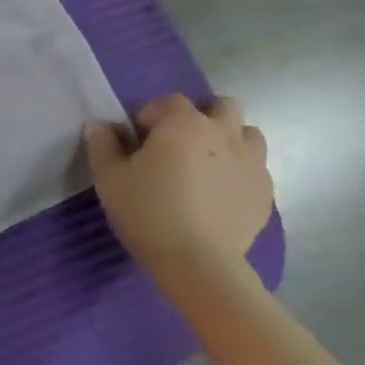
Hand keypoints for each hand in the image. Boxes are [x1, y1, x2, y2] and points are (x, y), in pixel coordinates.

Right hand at [85, 94, 272, 273]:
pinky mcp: (265, 192)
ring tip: (205, 167)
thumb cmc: (147, 211)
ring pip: (247, 134)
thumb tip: (99, 126)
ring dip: (228, 141)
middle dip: (201, 118)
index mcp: (183, 123)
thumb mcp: (109, 178)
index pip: (167, 101)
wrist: (197, 262)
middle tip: (178, 146)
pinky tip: (220, 195)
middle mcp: (223, 133)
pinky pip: (255, 169)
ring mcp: (251, 162)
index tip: (138, 143)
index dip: (150, 117)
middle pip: (221, 106)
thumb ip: (102, 145)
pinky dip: (239, 172)